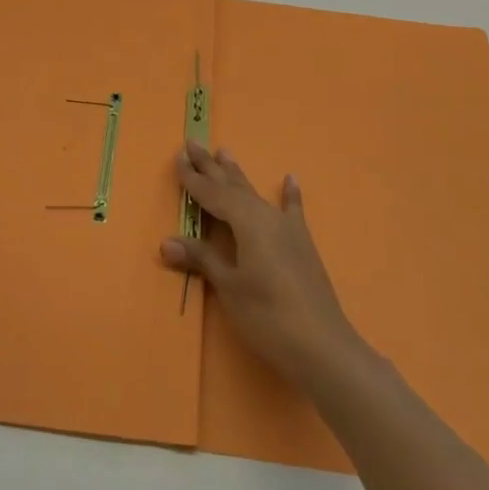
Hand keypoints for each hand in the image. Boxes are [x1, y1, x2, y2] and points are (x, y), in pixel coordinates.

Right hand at [161, 140, 367, 391]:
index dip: (193, 179)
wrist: (322, 346)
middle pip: (234, 187)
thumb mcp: (229, 286)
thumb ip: (202, 259)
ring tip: (225, 152)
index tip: (178, 156)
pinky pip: (293, 212)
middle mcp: (267, 217)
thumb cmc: (267, 316)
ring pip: (256, 195)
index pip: (213, 194)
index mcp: (247, 223)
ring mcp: (288, 230)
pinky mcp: (303, 245)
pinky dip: (289, 196)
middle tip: (193, 143)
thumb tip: (166, 242)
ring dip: (238, 176)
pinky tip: (290, 179)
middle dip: (211, 167)